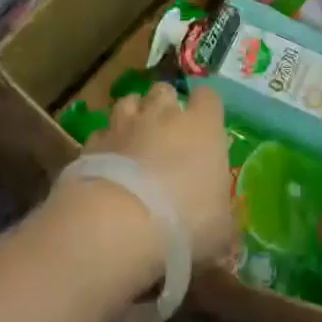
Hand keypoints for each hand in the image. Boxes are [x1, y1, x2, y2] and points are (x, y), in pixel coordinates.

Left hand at [83, 84, 235, 263]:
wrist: (119, 224)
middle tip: (168, 132)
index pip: (208, 96)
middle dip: (165, 105)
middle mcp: (164, 114)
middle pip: (164, 91)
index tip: (206, 125)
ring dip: (133, 115)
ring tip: (135, 139)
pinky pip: (102, 132)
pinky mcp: (93, 142)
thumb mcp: (221, 230)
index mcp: (202, 125)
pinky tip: (107, 163)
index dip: (206, 108)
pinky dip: (106, 143)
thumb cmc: (185, 220)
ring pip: (129, 101)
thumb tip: (228, 228)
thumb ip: (225, 219)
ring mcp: (125, 124)